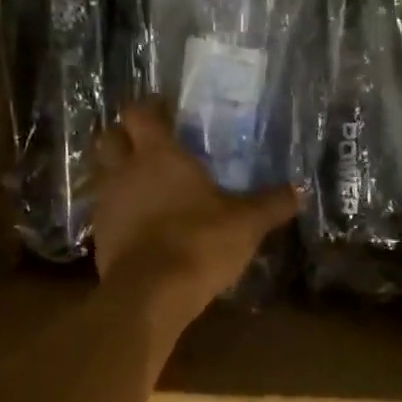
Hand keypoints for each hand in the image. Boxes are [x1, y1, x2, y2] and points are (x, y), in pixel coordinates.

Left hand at [92, 101, 296, 330]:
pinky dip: (122, 212)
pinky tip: (143, 225)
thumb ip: (272, 204)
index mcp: (158, 155)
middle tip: (150, 145)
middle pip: (110, 138)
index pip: (141, 113)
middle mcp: (124, 171)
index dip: (151, 108)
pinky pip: (108, 212)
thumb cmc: (199, 242)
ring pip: (104, 175)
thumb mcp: (246, 224)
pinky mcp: (101, 237)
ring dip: (121, 175)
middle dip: (125, 136)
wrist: (151, 294)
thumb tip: (300, 190)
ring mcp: (107, 204)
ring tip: (148, 186)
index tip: (166, 110)